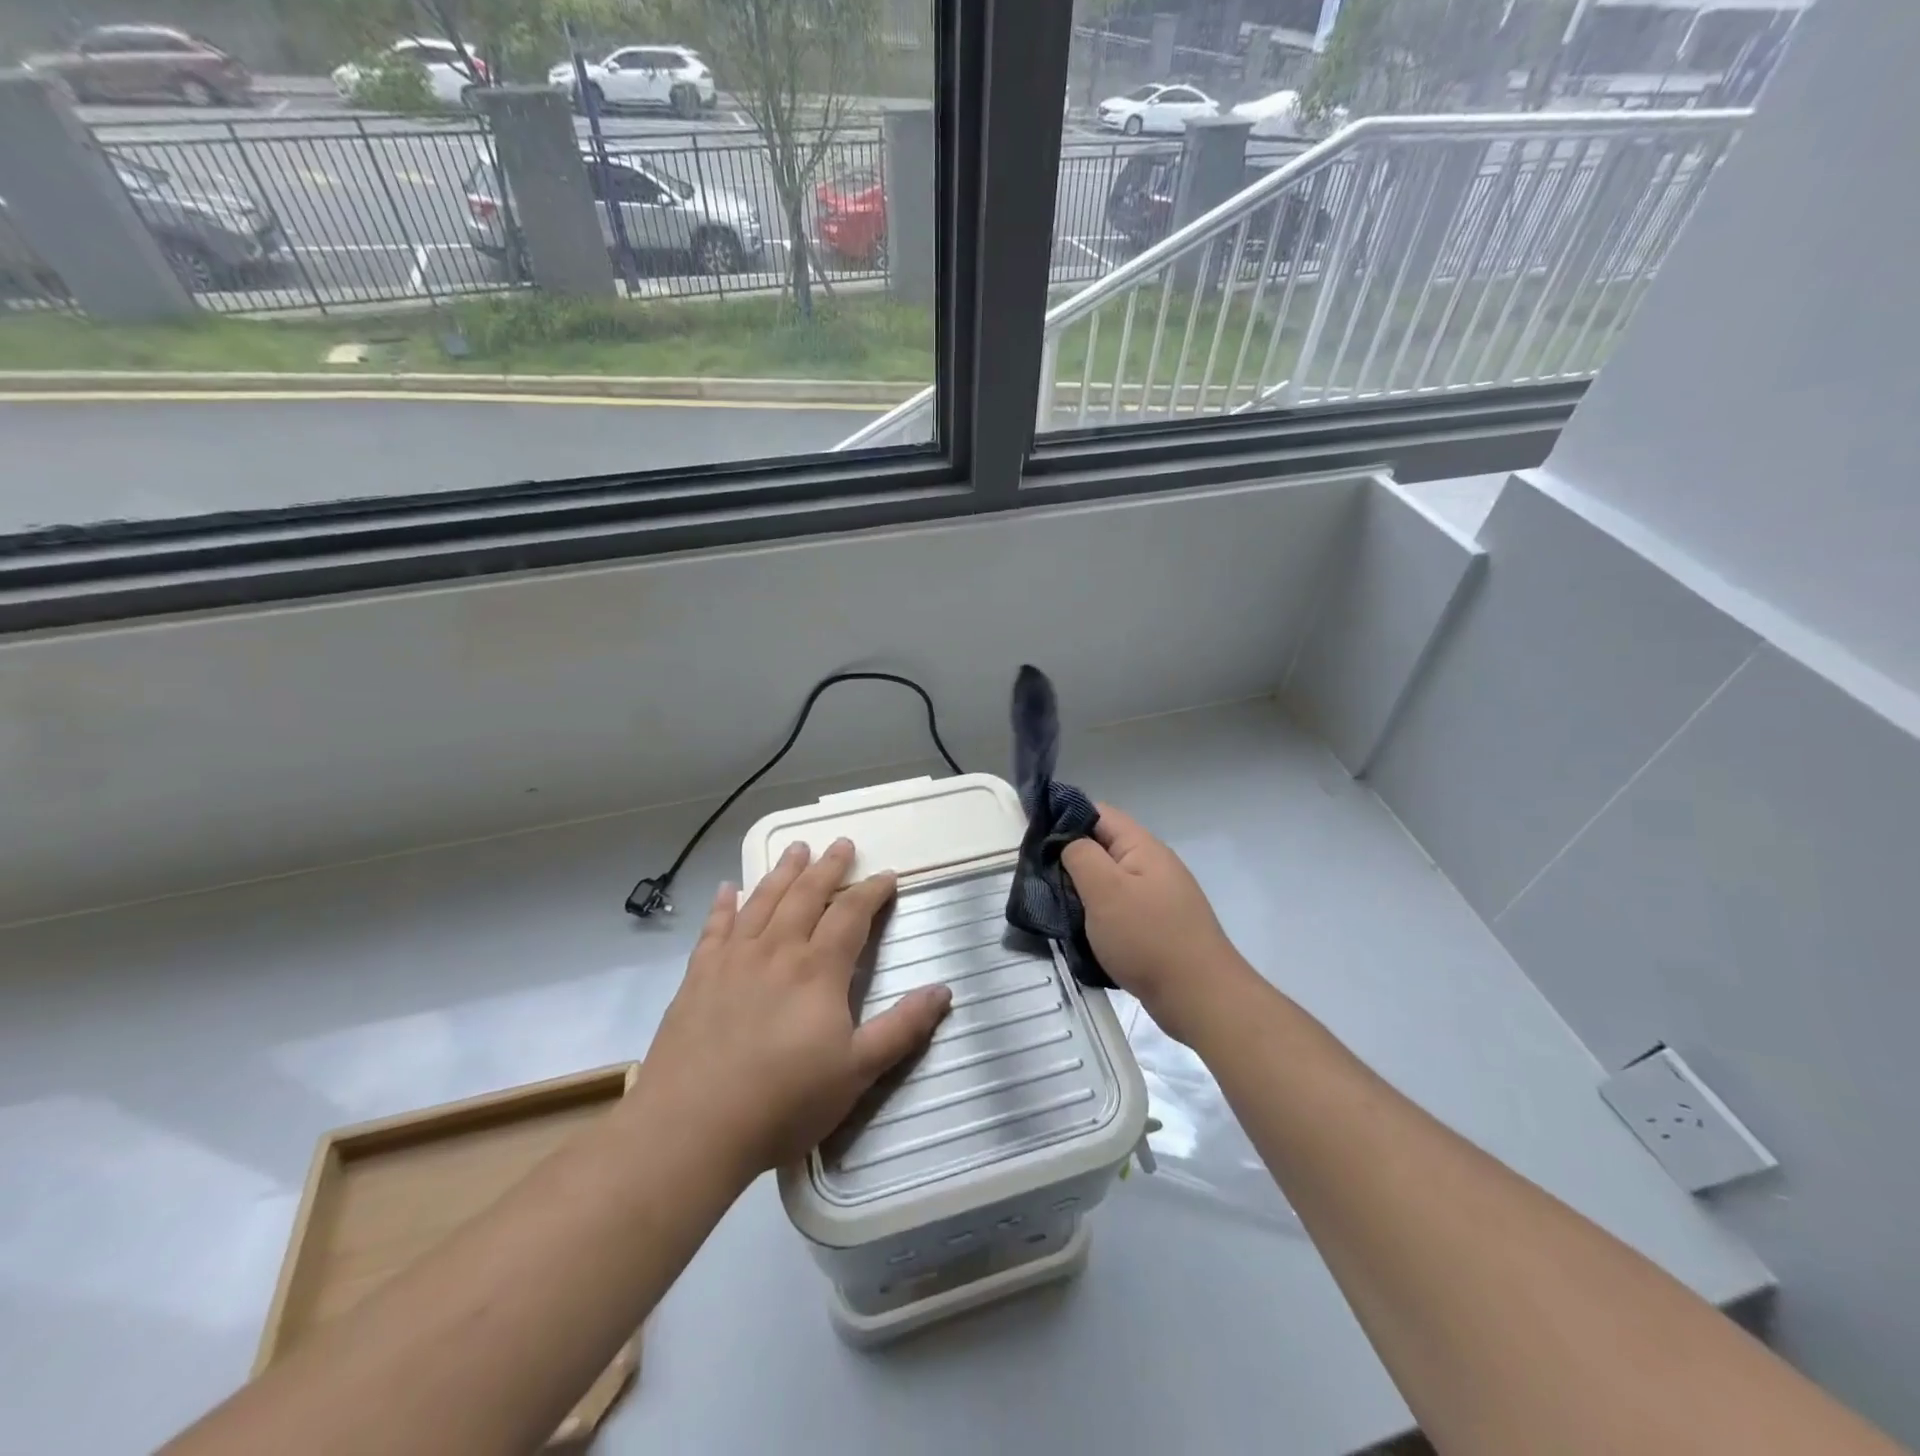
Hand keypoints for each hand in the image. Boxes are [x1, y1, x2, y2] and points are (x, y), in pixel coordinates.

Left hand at [644, 839, 952, 1174]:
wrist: (692, 1127)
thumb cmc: (783, 1101)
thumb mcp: (857, 1072)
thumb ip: (902, 1027)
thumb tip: (943, 990)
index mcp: (818, 969)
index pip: (851, 914)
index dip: (872, 891)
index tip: (887, 876)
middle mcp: (777, 950)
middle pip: (807, 895)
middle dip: (828, 867)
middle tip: (842, 843)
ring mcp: (733, 959)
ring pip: (763, 901)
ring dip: (783, 872)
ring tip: (797, 848)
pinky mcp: (698, 976)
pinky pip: (714, 928)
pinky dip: (724, 905)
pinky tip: (728, 888)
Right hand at [1061, 804, 1249, 1043]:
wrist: (1200, 998)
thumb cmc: (1148, 938)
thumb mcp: (1105, 890)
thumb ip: (1080, 856)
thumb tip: (1067, 842)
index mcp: (1142, 847)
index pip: (1098, 813)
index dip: (1065, 818)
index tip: (1033, 840)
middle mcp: (1152, 865)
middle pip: (1102, 847)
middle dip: (1069, 860)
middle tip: (1038, 879)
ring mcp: (1157, 897)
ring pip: (1108, 881)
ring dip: (1081, 892)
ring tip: (1054, 907)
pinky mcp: (1156, 926)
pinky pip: (1118, 909)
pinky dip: (1097, 916)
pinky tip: (1081, 932)